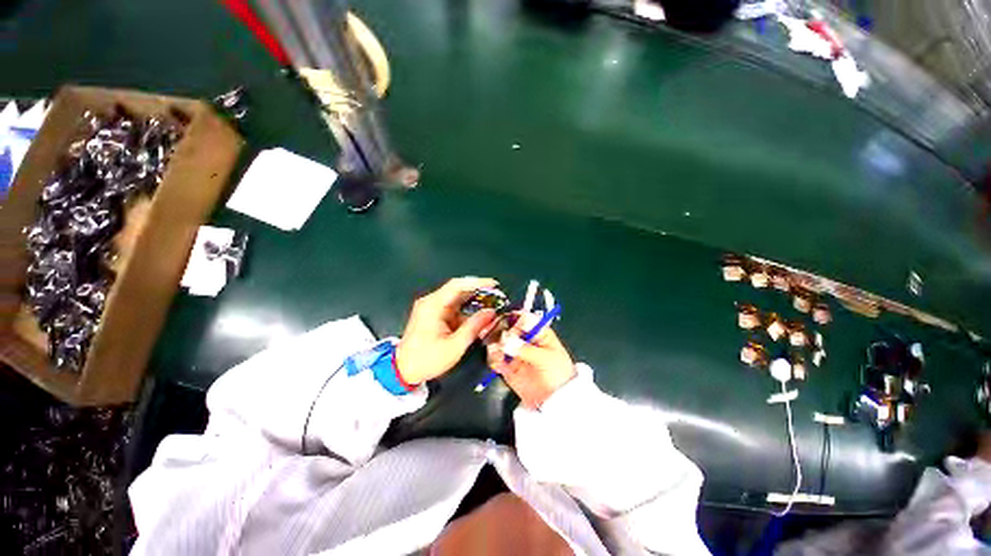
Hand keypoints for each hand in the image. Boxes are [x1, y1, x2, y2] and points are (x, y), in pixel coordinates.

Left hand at [396, 277, 498, 384]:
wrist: (403, 371)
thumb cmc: (427, 359)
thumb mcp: (455, 346)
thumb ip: (474, 327)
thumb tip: (491, 312)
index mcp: (433, 305)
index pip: (457, 285)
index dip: (477, 282)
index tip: (494, 284)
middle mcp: (431, 302)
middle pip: (458, 290)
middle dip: (479, 293)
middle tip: (497, 297)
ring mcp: (432, 307)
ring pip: (457, 299)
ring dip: (474, 302)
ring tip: (492, 306)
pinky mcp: (434, 314)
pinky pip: (454, 307)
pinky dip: (467, 311)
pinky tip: (479, 317)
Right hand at [487, 316, 575, 408]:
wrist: (555, 400)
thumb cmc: (558, 374)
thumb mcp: (545, 358)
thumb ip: (525, 349)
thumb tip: (506, 340)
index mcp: (538, 332)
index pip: (522, 319)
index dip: (514, 321)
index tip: (507, 328)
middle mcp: (524, 339)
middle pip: (507, 328)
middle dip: (499, 332)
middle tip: (497, 340)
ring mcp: (515, 352)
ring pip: (498, 342)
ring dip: (495, 346)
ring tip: (498, 355)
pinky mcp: (507, 366)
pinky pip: (495, 359)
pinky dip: (494, 360)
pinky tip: (498, 365)